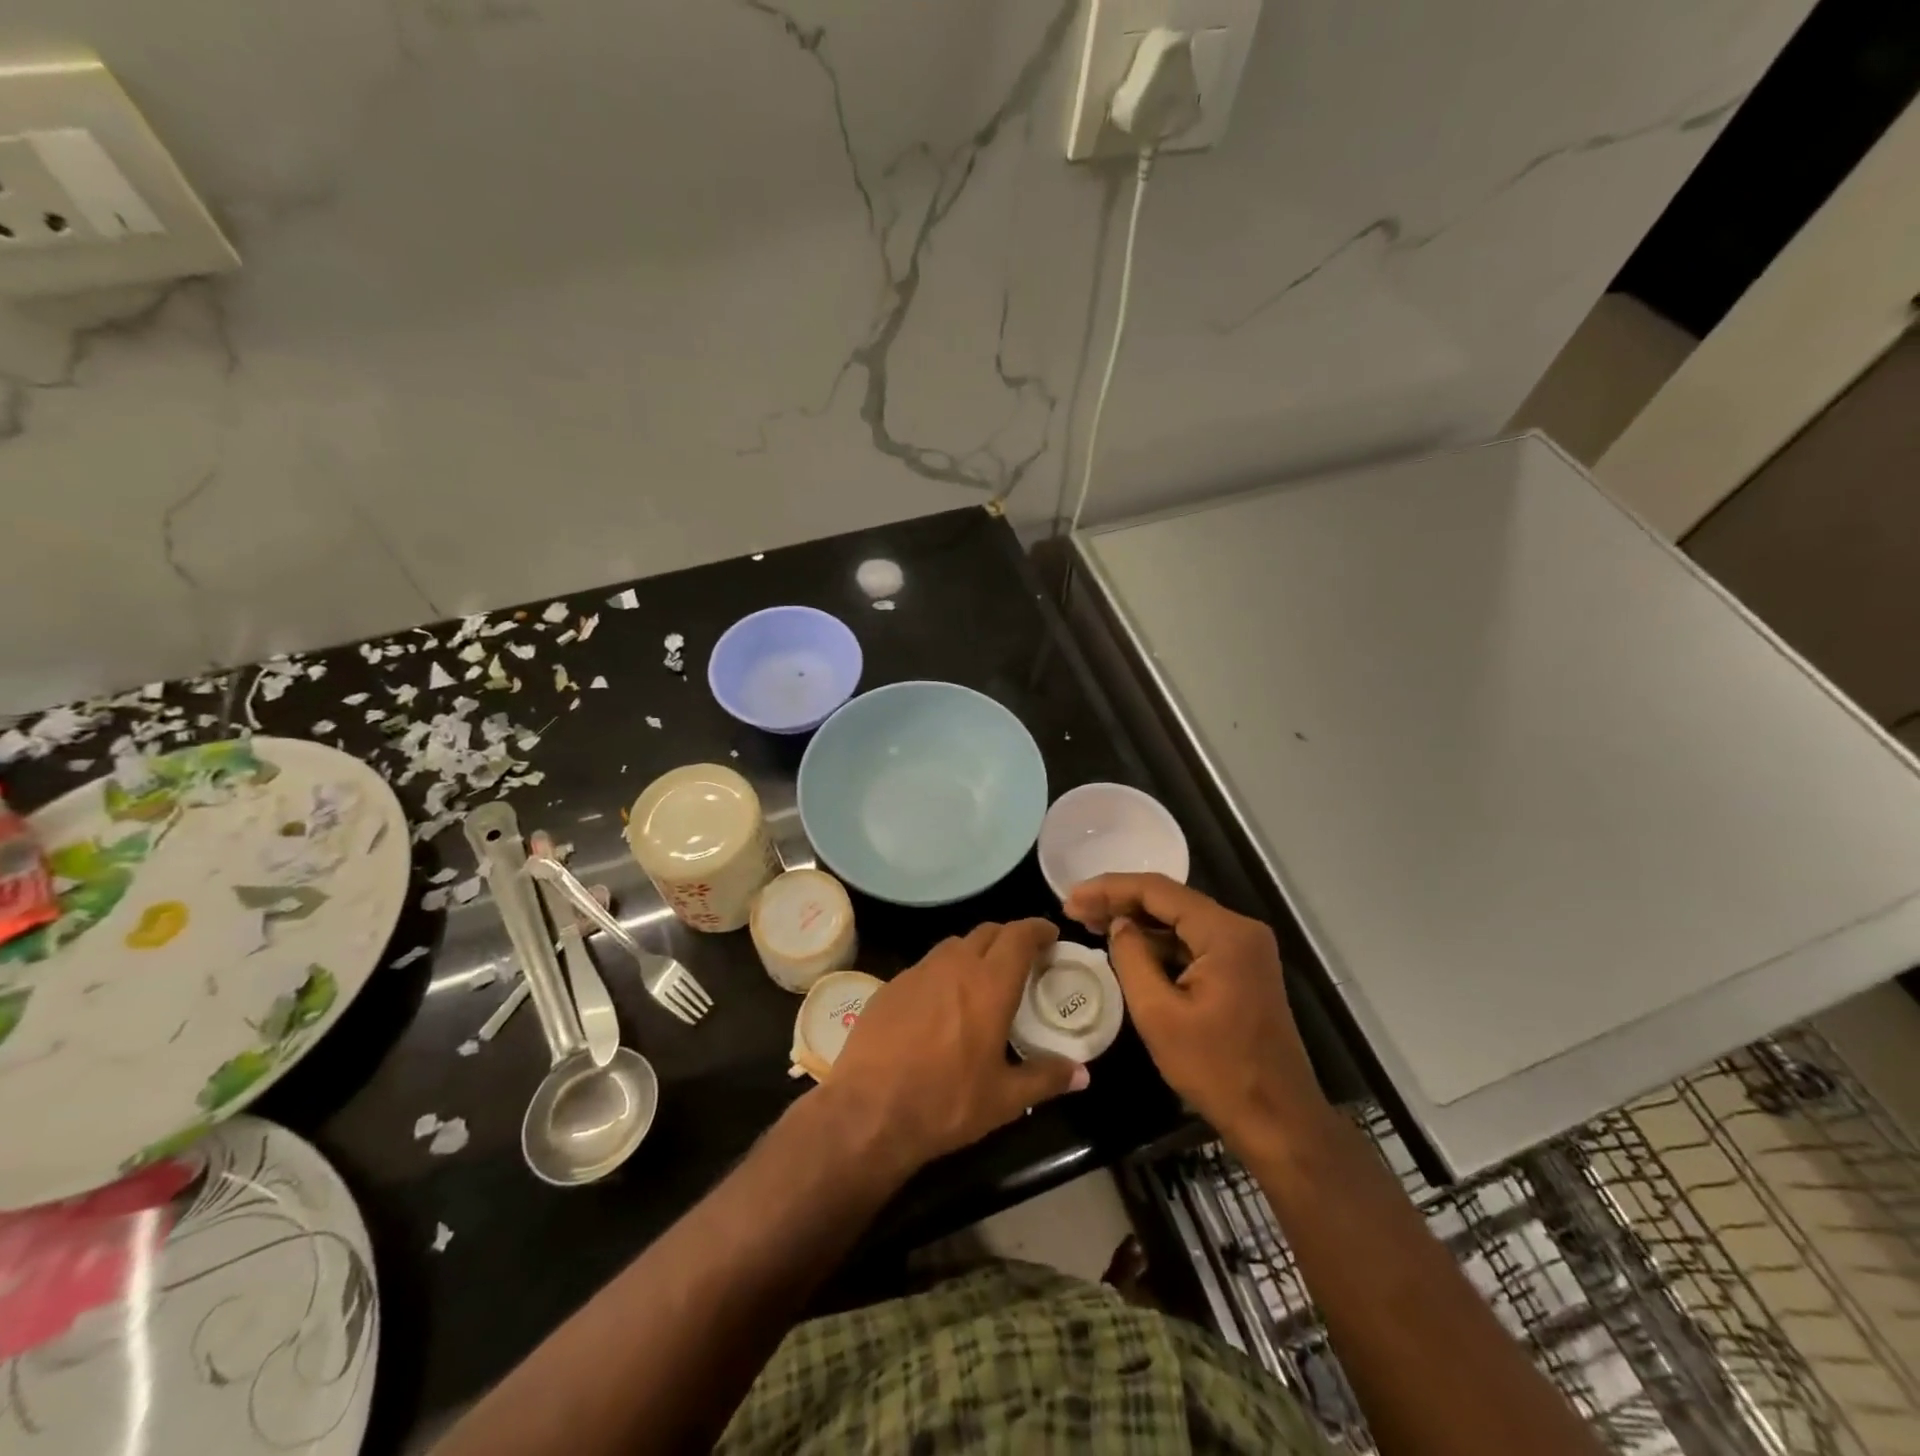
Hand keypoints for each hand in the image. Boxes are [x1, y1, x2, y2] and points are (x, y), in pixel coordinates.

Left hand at [823, 920, 1088, 1179]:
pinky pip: (926, 967)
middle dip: (1008, 937)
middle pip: (987, 932)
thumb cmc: (946, 1102)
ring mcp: (917, 972)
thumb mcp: (1004, 1099)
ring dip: (974, 952)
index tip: (1050, 936)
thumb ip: (1046, 1078)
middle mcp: (954, 965)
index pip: (1019, 935)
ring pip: (954, 945)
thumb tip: (1082, 1074)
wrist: (868, 1111)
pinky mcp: (890, 986)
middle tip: (1022, 959)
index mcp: (989, 984)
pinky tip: (941, 1004)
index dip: (1037, 929)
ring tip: (983, 979)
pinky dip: (943, 973)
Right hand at [1064, 874, 1329, 1155]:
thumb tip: (1118, 925)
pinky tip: (1127, 945)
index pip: (1157, 890)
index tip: (1070, 898)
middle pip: (1169, 900)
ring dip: (1137, 920)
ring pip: (1180, 920)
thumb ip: (1132, 958)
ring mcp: (1244, 948)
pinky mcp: (1241, 968)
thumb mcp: (1158, 1014)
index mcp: (1224, 932)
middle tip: (1074, 908)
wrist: (1279, 1121)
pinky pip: (1192, 942)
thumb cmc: (1216, 1069)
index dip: (1109, 889)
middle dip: (1120, 901)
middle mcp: (1239, 929)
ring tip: (1090, 922)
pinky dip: (1158, 941)